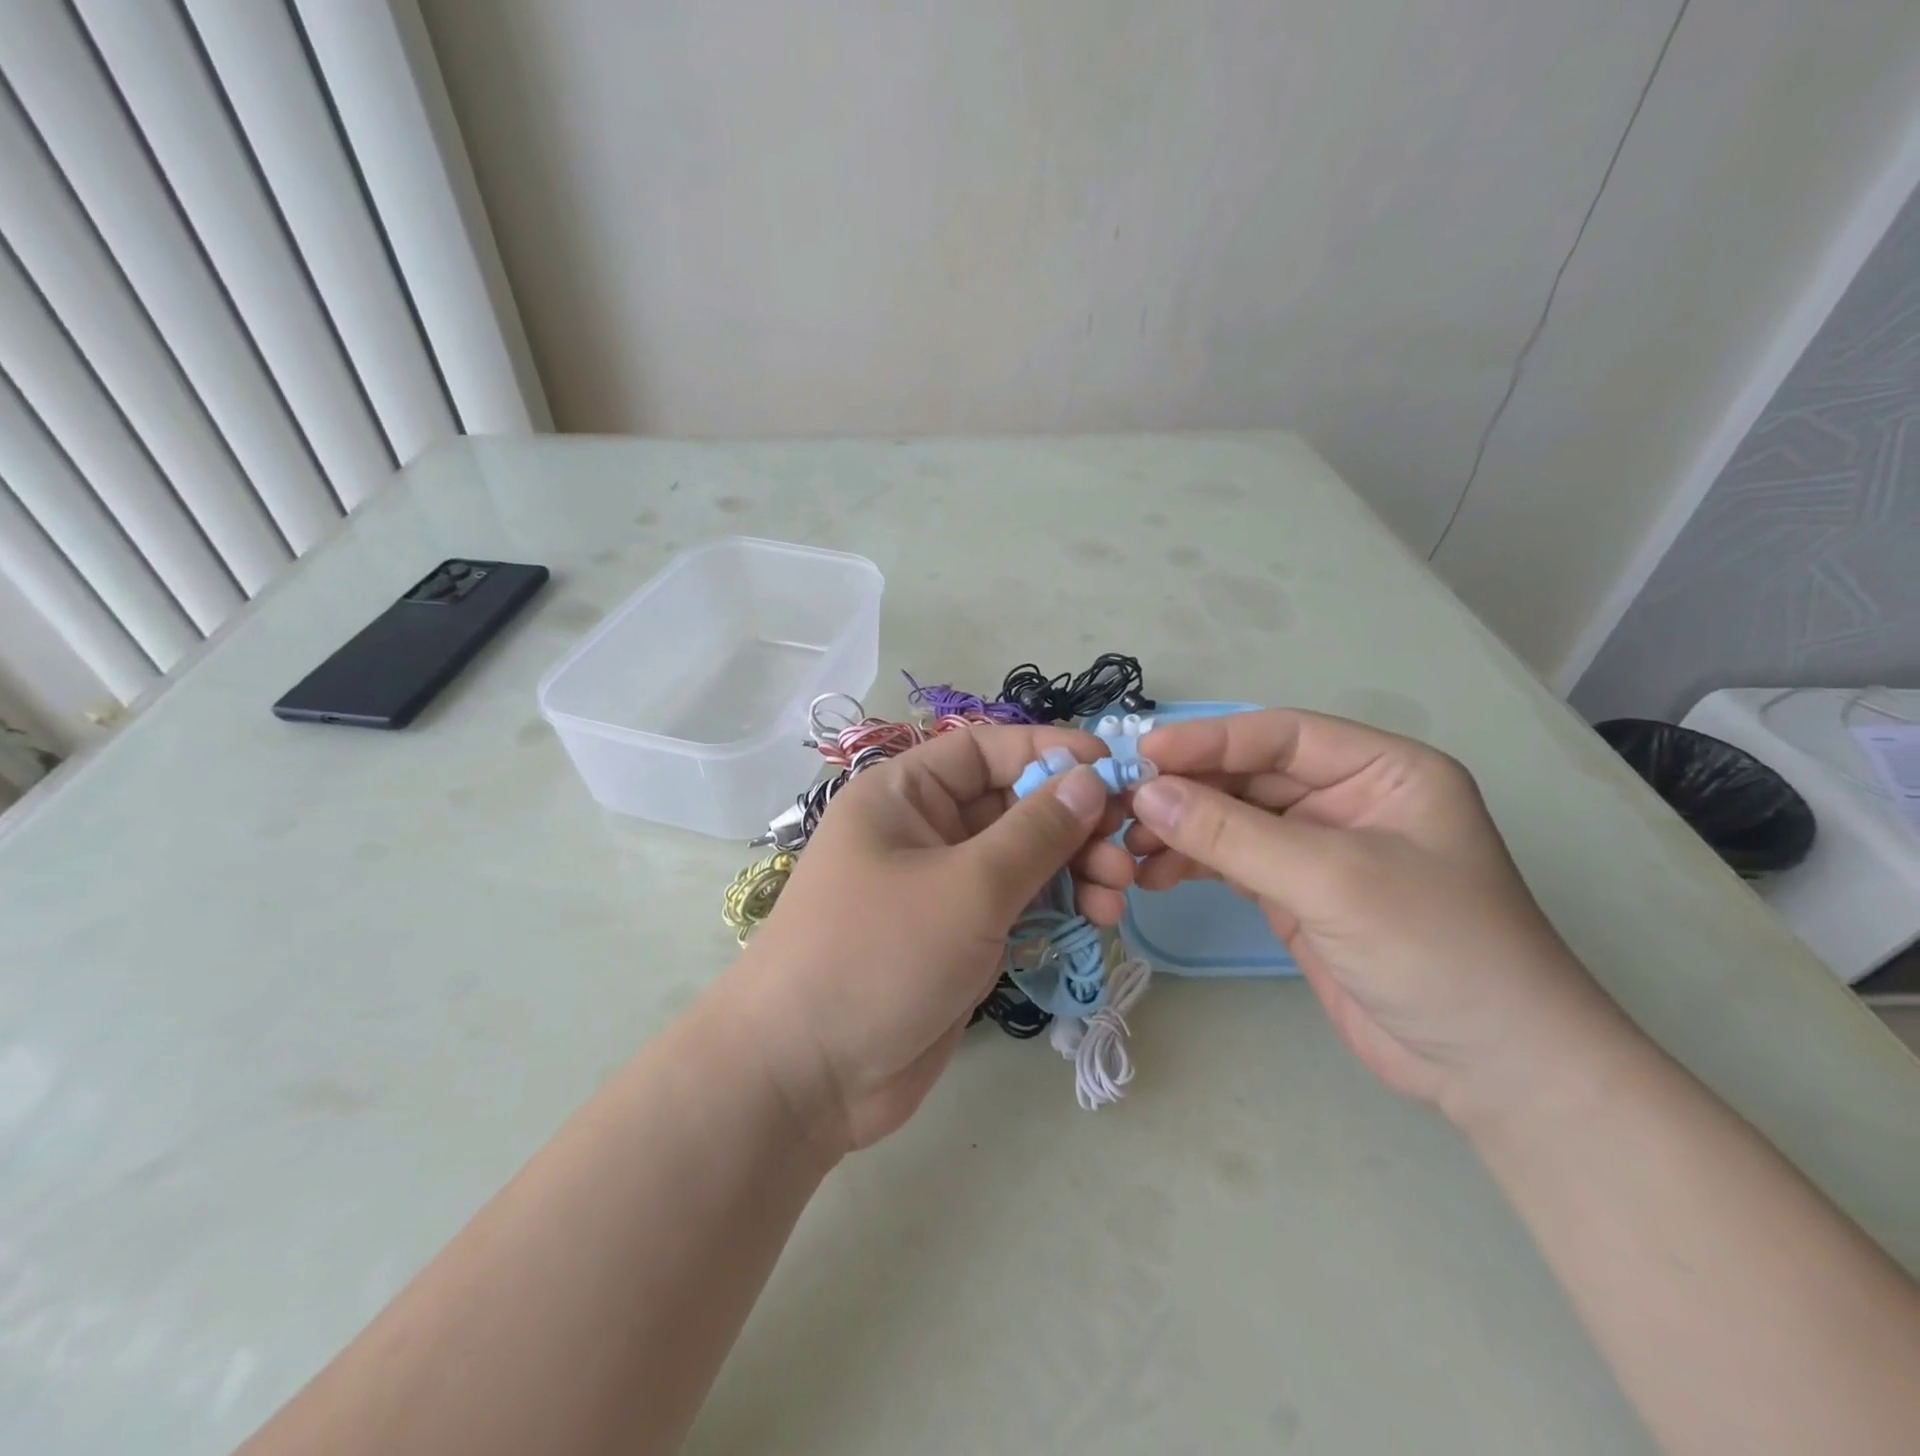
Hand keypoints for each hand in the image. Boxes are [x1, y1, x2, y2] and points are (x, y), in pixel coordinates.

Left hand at [716, 725, 1139, 1152]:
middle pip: (1013, 804)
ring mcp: (942, 886)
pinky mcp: (958, 937)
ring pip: (1023, 858)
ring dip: (1076, 867)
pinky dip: (1058, 907)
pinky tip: (1098, 919)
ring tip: (1119, 891)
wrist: (806, 1077)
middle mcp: (923, 831)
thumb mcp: (966, 887)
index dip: (1051, 752)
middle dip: (1074, 821)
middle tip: (1127, 848)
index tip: (1116, 771)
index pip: (987, 750)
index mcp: (905, 794)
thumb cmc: (878, 956)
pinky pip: (1018, 904)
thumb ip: (1035, 832)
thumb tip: (1091, 779)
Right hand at [1126, 710, 1627, 1119]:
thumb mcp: (1332, 880)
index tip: (1142, 756)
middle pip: (1250, 777)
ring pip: (1233, 820)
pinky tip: (1154, 876)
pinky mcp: (1297, 895)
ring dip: (1182, 829)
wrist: (1495, 1073)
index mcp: (1381, 770)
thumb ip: (1233, 834)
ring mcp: (1320, 850)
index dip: (1209, 740)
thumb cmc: (1437, 950)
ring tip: (1130, 849)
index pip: (1281, 735)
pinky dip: (1192, 865)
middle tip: (1122, 808)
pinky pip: (1232, 862)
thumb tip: (1146, 794)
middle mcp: (1348, 799)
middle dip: (1187, 790)